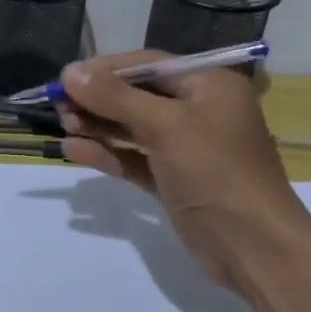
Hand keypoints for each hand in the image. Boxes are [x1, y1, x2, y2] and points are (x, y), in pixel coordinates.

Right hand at [57, 51, 307, 286]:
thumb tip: (69, 72)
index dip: (106, 69)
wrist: (253, 247)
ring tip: (61, 124)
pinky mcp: (174, 180)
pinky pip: (135, 159)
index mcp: (208, 86)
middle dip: (98, 99)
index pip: (149, 65)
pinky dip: (107, 154)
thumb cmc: (215, 171)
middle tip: (57, 104)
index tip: (67, 77)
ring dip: (98, 126)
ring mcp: (187, 148)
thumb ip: (115, 98)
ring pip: (134, 128)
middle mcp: (199, 111)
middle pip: (138, 95)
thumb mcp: (165, 126)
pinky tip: (73, 150)